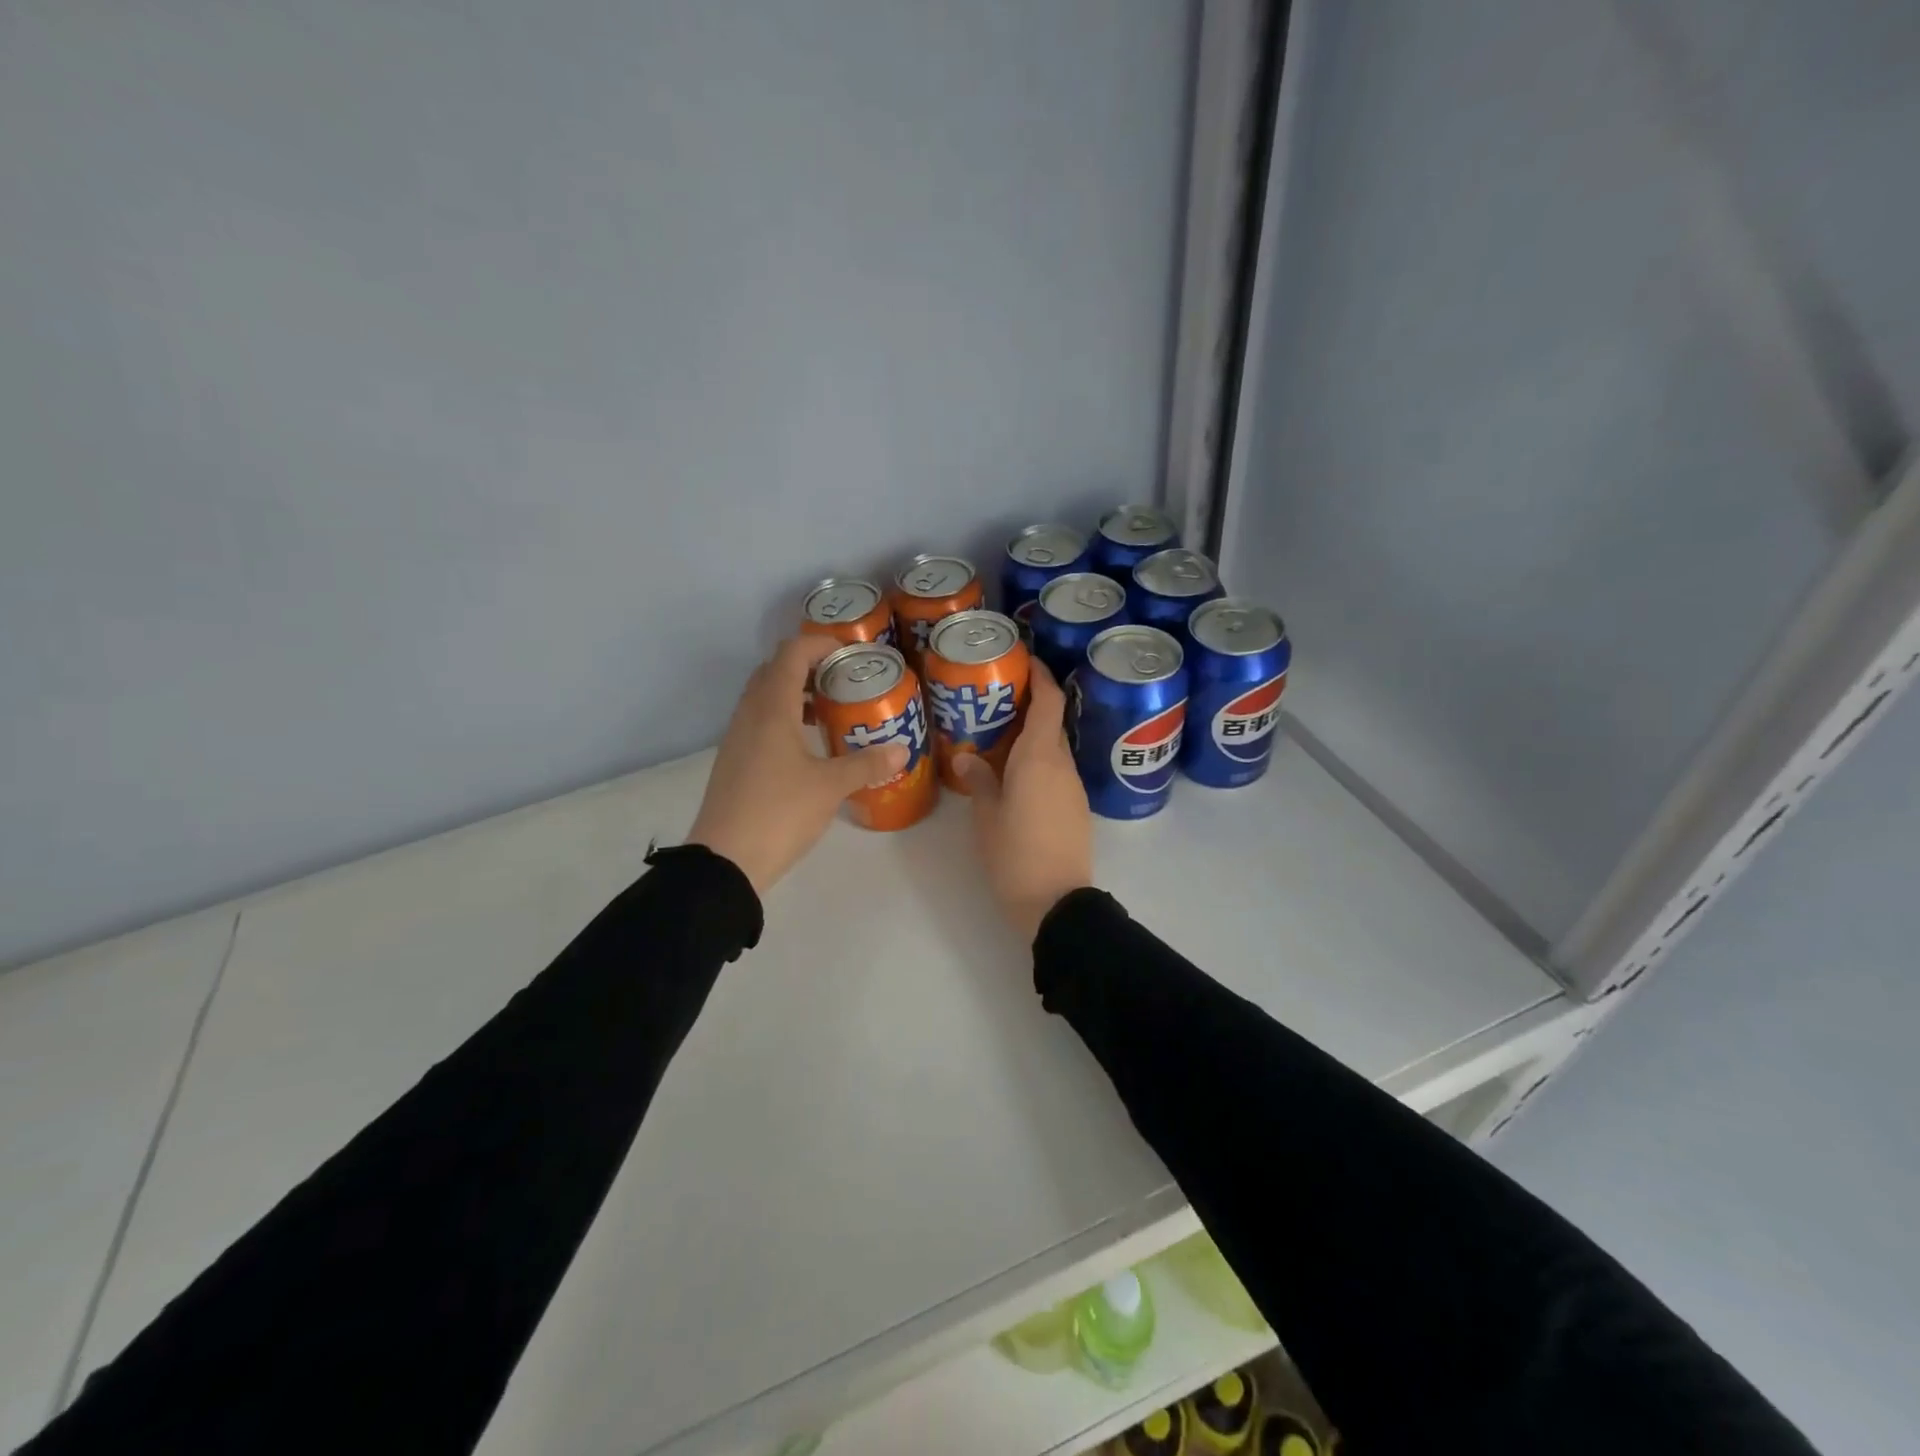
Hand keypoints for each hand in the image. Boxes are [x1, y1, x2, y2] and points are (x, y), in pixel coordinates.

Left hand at [688, 635, 908, 894]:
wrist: (725, 861)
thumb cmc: (779, 812)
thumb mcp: (830, 787)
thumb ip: (866, 764)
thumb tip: (902, 750)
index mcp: (771, 709)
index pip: (791, 654)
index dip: (820, 643)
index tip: (850, 653)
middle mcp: (749, 714)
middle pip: (774, 670)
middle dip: (808, 666)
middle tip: (842, 679)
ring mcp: (737, 738)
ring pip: (764, 697)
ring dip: (794, 693)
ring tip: (830, 710)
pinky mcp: (734, 761)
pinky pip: (759, 722)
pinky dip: (783, 718)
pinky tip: (808, 745)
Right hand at [955, 659, 1092, 942]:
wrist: (1056, 902)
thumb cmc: (1015, 854)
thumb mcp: (986, 816)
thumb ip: (979, 781)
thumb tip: (968, 758)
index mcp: (1039, 757)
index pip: (1048, 701)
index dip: (1040, 675)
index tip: (1023, 659)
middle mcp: (1062, 764)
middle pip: (1051, 721)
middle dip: (1029, 704)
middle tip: (993, 699)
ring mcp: (1073, 787)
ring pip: (1053, 748)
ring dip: (1032, 735)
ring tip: (997, 735)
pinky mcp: (1076, 807)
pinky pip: (1056, 770)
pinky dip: (1038, 760)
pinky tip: (1013, 773)